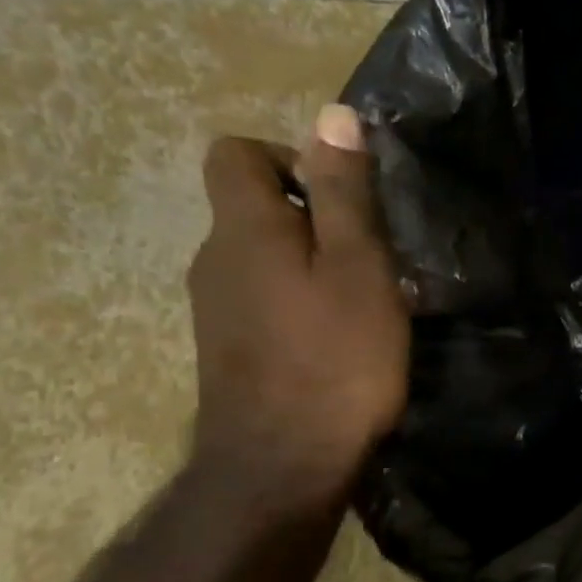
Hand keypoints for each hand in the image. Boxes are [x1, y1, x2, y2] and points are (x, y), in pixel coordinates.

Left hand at [186, 104, 409, 508]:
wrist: (283, 465)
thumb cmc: (336, 359)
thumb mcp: (358, 269)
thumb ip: (344, 194)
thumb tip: (332, 116)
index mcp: (243, 228)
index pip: (233, 152)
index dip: (285, 157)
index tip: (339, 200)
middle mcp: (212, 259)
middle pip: (251, 209)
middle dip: (310, 220)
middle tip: (369, 264)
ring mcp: (213, 310)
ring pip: (260, 261)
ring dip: (308, 269)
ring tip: (360, 309)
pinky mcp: (226, 351)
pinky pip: (261, 303)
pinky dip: (295, 307)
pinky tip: (334, 347)